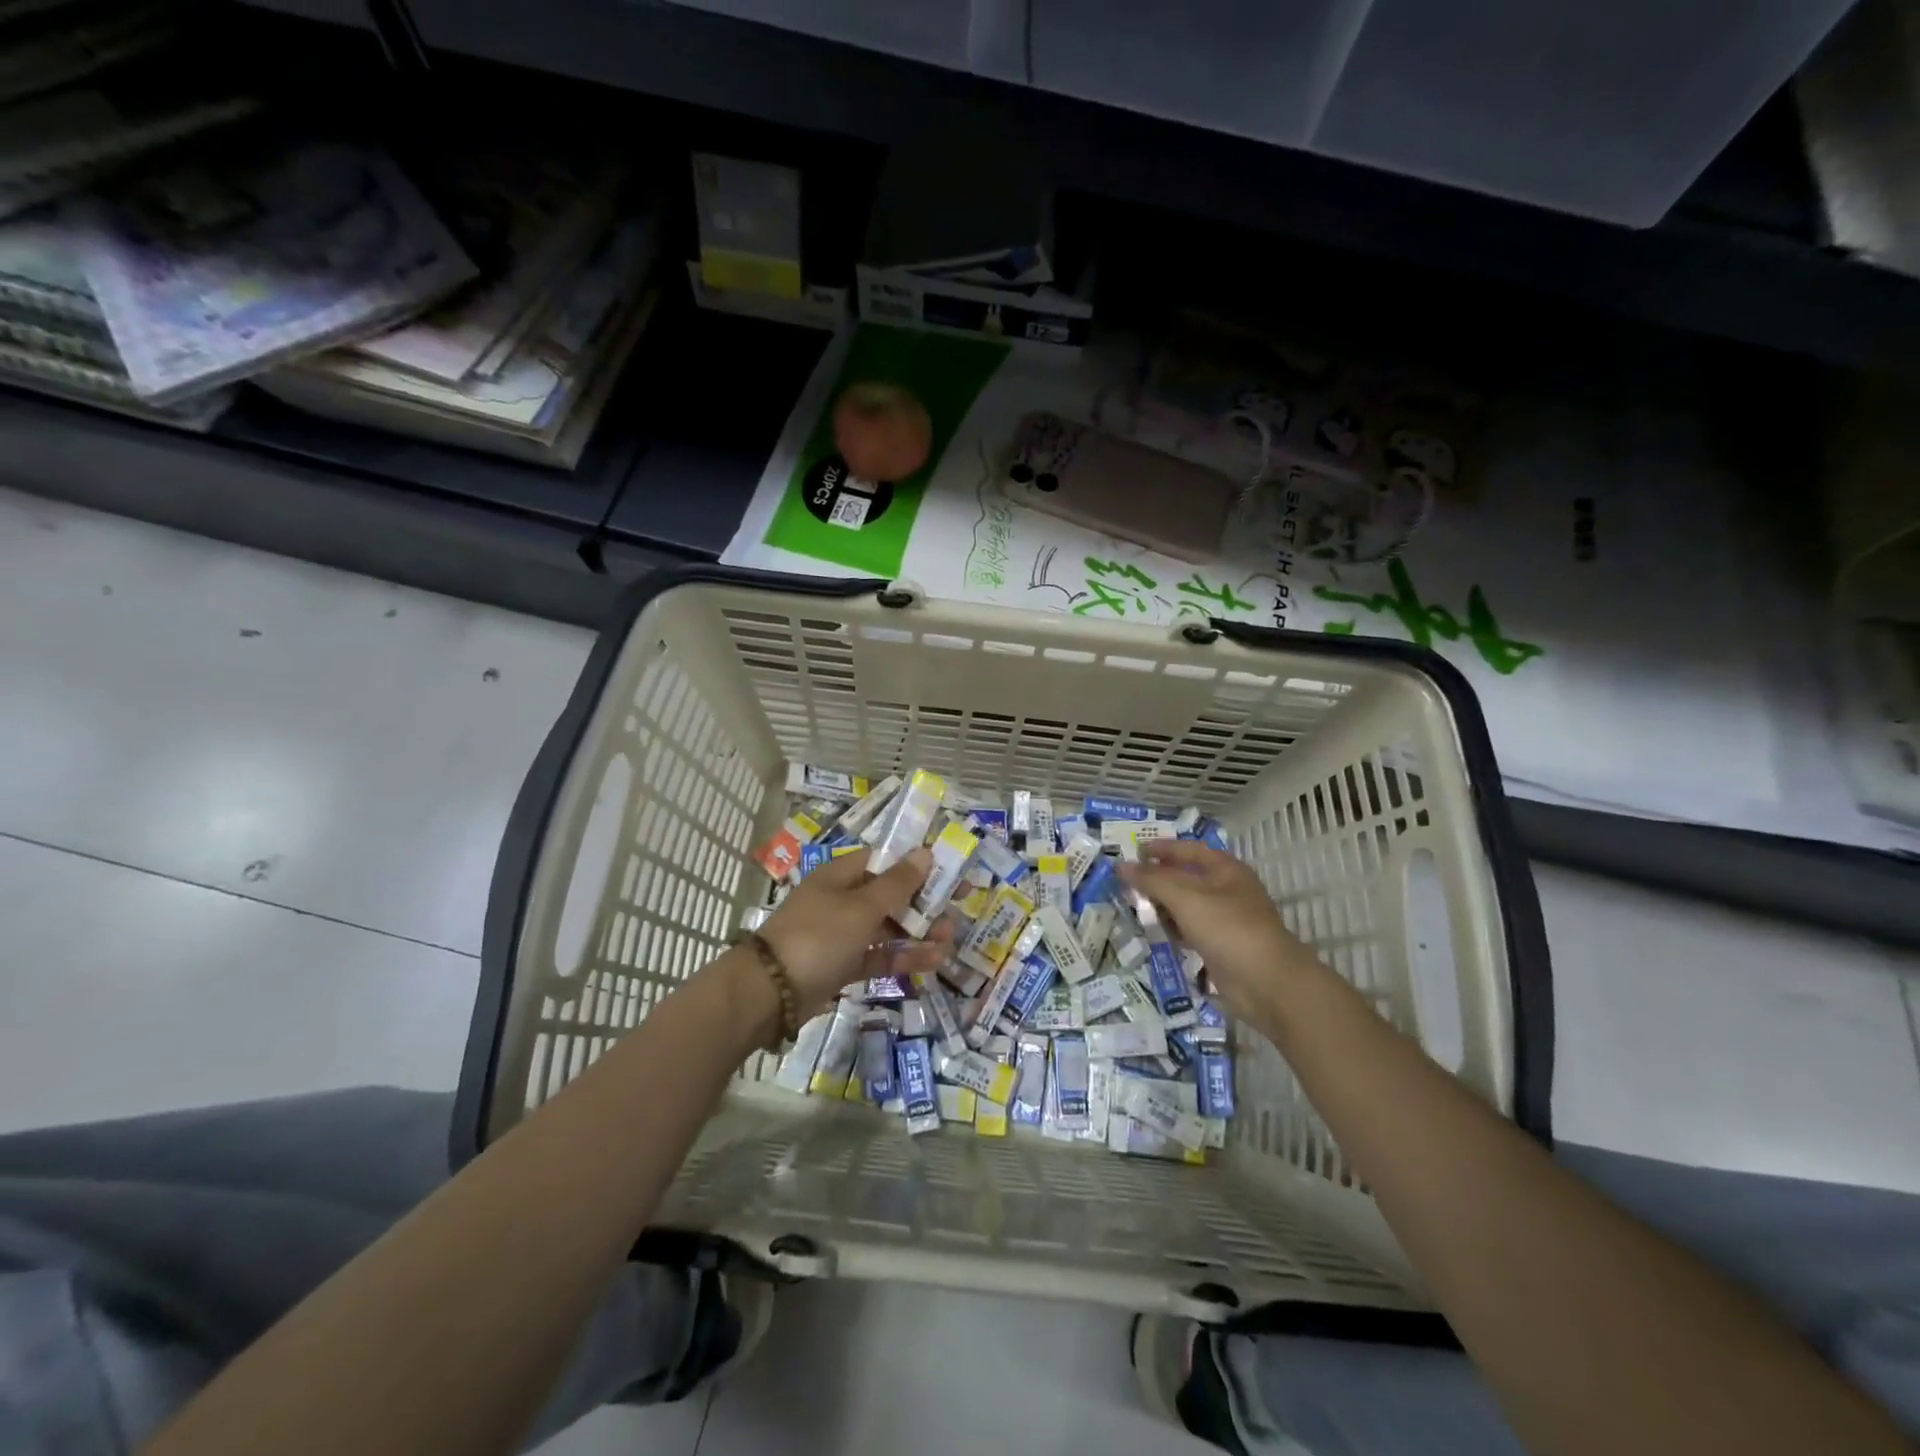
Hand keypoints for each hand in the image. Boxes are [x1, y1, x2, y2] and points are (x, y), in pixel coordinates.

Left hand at [758, 846, 950, 1013]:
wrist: (771, 992)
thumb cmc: (819, 936)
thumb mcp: (862, 907)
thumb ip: (897, 883)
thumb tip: (924, 851)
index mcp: (842, 876)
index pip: (885, 861)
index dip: (917, 864)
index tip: (949, 871)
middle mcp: (842, 900)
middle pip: (890, 895)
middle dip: (924, 903)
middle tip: (957, 910)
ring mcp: (842, 934)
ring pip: (887, 928)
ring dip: (919, 933)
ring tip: (950, 940)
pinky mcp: (843, 965)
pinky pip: (879, 956)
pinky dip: (903, 958)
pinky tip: (933, 961)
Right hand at [1118, 840, 1318, 1019]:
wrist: (1266, 983)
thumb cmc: (1228, 928)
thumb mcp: (1186, 898)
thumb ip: (1152, 880)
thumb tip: (1121, 866)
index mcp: (1225, 870)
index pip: (1189, 850)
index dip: (1162, 848)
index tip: (1134, 851)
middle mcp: (1226, 890)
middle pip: (1186, 877)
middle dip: (1157, 879)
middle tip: (1126, 882)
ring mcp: (1225, 920)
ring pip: (1186, 905)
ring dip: (1162, 905)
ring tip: (1133, 906)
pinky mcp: (1220, 946)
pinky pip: (1190, 930)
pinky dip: (1172, 928)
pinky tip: (1154, 932)